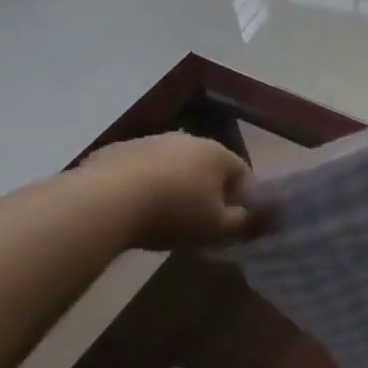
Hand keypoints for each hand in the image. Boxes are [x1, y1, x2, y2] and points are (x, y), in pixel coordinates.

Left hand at [79, 133, 260, 250]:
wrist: (106, 201)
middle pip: (205, 165)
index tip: (234, 220)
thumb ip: (243, 224)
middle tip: (198, 219)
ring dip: (172, 184)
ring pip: (171, 164)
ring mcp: (150, 141)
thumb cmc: (174, 213)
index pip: (242, 172)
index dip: (242, 197)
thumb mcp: (216, 228)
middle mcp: (187, 139)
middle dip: (206, 189)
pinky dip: (140, 184)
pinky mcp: (117, 150)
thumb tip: (261, 219)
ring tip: (161, 215)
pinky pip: (138, 169)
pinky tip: (131, 208)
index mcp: (217, 153)